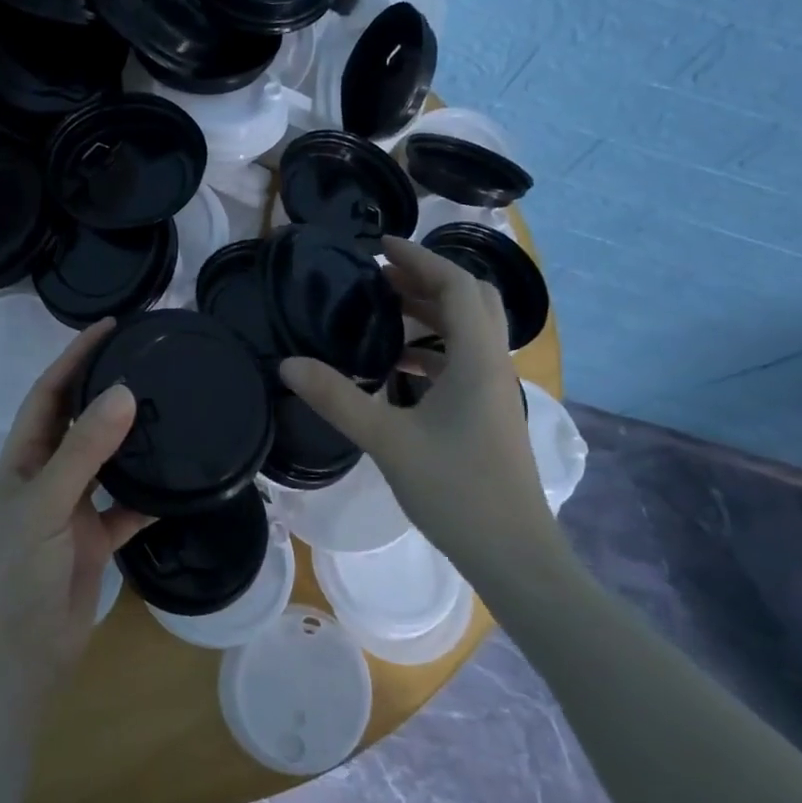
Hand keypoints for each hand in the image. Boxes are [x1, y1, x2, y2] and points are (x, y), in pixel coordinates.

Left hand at [0, 319, 149, 688]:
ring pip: (106, 460)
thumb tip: (123, 393)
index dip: (75, 357)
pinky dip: (150, 495)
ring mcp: (72, 507)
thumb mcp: (47, 503)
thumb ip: (84, 450)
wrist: (23, 654)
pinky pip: (128, 505)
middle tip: (146, 359)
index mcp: (23, 458)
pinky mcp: (95, 537)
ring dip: (131, 437)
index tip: (110, 327)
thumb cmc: (20, 572)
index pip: (50, 392)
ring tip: (169, 407)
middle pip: (78, 419)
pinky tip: (179, 481)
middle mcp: (47, 475)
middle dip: (105, 387)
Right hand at [278, 236, 561, 569]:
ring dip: (431, 313)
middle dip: (428, 279)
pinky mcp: (488, 414)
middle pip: (472, 300)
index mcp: (478, 360)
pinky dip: (433, 349)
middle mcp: (493, 365)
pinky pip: (463, 361)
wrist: (514, 555)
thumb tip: (287, 364)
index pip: (457, 286)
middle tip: (382, 277)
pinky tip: (398, 366)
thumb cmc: (456, 491)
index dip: (420, 259)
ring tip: (384, 312)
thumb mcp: (388, 441)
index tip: (380, 247)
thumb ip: (337, 398)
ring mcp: (495, 391)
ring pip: (469, 332)